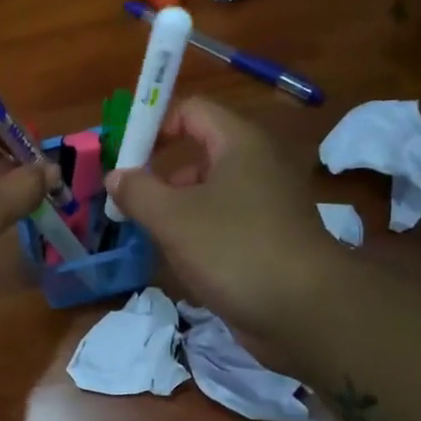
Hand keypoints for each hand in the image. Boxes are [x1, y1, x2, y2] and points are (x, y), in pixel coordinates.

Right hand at [106, 97, 333, 339]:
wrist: (304, 310)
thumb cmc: (233, 249)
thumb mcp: (173, 218)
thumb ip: (138, 191)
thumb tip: (117, 175)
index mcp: (240, 143)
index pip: (192, 110)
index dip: (155, 126)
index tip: (126, 160)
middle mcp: (257, 164)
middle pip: (199, 152)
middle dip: (161, 176)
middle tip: (131, 204)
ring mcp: (266, 203)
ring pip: (210, 192)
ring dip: (176, 209)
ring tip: (151, 236)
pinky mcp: (269, 237)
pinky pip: (224, 222)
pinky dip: (199, 233)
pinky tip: (181, 260)